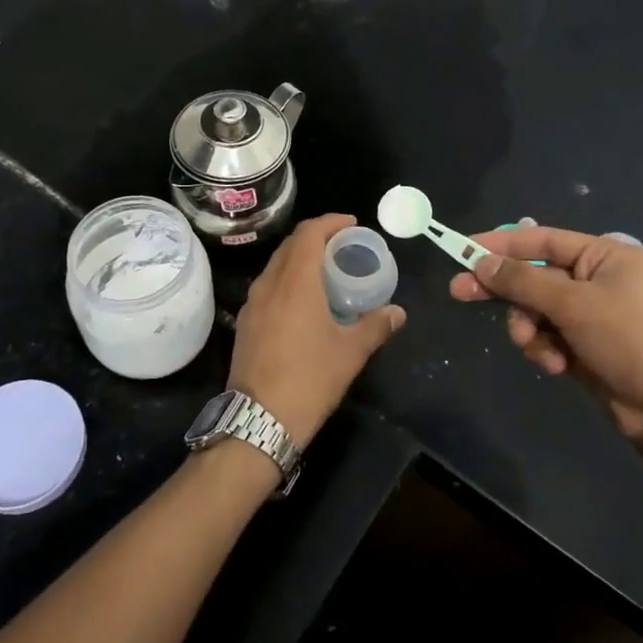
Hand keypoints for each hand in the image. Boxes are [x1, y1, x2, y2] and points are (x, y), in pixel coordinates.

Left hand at [230, 214, 405, 449]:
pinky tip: (303, 300)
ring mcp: (252, 303)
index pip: (309, 234)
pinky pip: (267, 286)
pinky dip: (287, 279)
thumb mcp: (350, 353)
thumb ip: (376, 326)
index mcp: (295, 282)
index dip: (330, 223)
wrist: (258, 420)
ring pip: (276, 265)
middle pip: (291, 245)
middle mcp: (269, 284)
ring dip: (300, 258)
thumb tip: (398, 312)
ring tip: (325, 270)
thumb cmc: (309, 380)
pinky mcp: (245, 322)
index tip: (351, 225)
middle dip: (317, 238)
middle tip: (343, 246)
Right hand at [449, 226, 642, 448]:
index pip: (541, 240)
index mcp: (605, 256)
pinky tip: (558, 366)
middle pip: (535, 276)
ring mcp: (592, 315)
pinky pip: (548, 337)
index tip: (463, 249)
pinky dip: (546, 349)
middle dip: (505, 291)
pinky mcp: (586, 346)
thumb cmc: (631, 340)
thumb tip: (481, 262)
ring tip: (541, 350)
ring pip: (536, 310)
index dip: (500, 244)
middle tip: (460, 293)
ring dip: (530, 329)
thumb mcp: (574, 304)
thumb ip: (523, 281)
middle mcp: (597, 279)